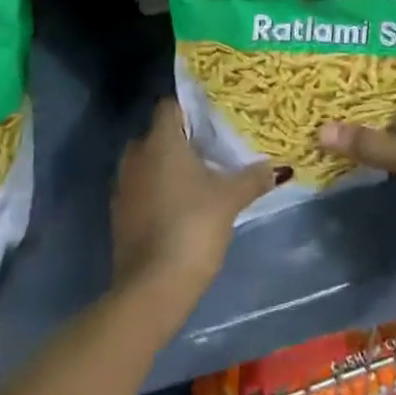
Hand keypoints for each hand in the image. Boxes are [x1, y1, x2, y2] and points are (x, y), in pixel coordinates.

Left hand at [111, 98, 278, 315]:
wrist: (152, 288)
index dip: (190, 109)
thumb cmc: (192, 226)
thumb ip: (252, 178)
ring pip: (147, 163)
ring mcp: (123, 187)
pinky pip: (140, 190)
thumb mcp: (230, 199)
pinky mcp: (118, 216)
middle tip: (210, 149)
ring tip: (198, 179)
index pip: (170, 106)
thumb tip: (277, 167)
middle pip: (157, 134)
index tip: (212, 119)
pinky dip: (156, 192)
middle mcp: (136, 156)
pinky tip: (180, 207)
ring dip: (166, 168)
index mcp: (160, 140)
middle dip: (180, 140)